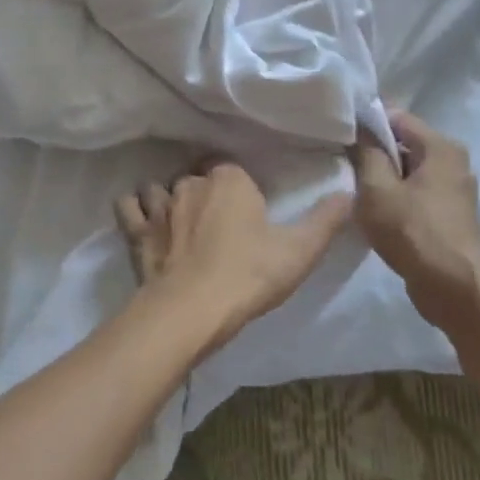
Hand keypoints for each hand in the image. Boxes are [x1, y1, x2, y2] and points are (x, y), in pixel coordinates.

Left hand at [116, 162, 351, 355]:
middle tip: (218, 219)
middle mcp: (191, 183)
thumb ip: (327, 219)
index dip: (240, 187)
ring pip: (161, 188)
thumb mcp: (300, 250)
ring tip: (178, 219)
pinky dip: (135, 210)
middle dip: (205, 191)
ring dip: (168, 198)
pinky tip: (142, 220)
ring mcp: (160, 205)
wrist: (192, 310)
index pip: (233, 169)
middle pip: (198, 177)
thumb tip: (349, 191)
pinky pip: (129, 208)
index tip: (247, 208)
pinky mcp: (138, 232)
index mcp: (230, 179)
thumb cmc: (250, 274)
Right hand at [352, 109, 479, 311]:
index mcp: (441, 147)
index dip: (366, 122)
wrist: (453, 288)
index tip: (340, 134)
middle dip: (374, 153)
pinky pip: (415, 195)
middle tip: (342, 165)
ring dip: (383, 180)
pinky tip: (375, 214)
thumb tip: (360, 130)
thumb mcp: (377, 189)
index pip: (397, 117)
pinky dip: (396, 200)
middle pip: (404, 145)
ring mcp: (453, 191)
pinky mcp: (448, 217)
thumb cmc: (413, 230)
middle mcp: (453, 163)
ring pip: (408, 173)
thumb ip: (366, 154)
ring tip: (354, 191)